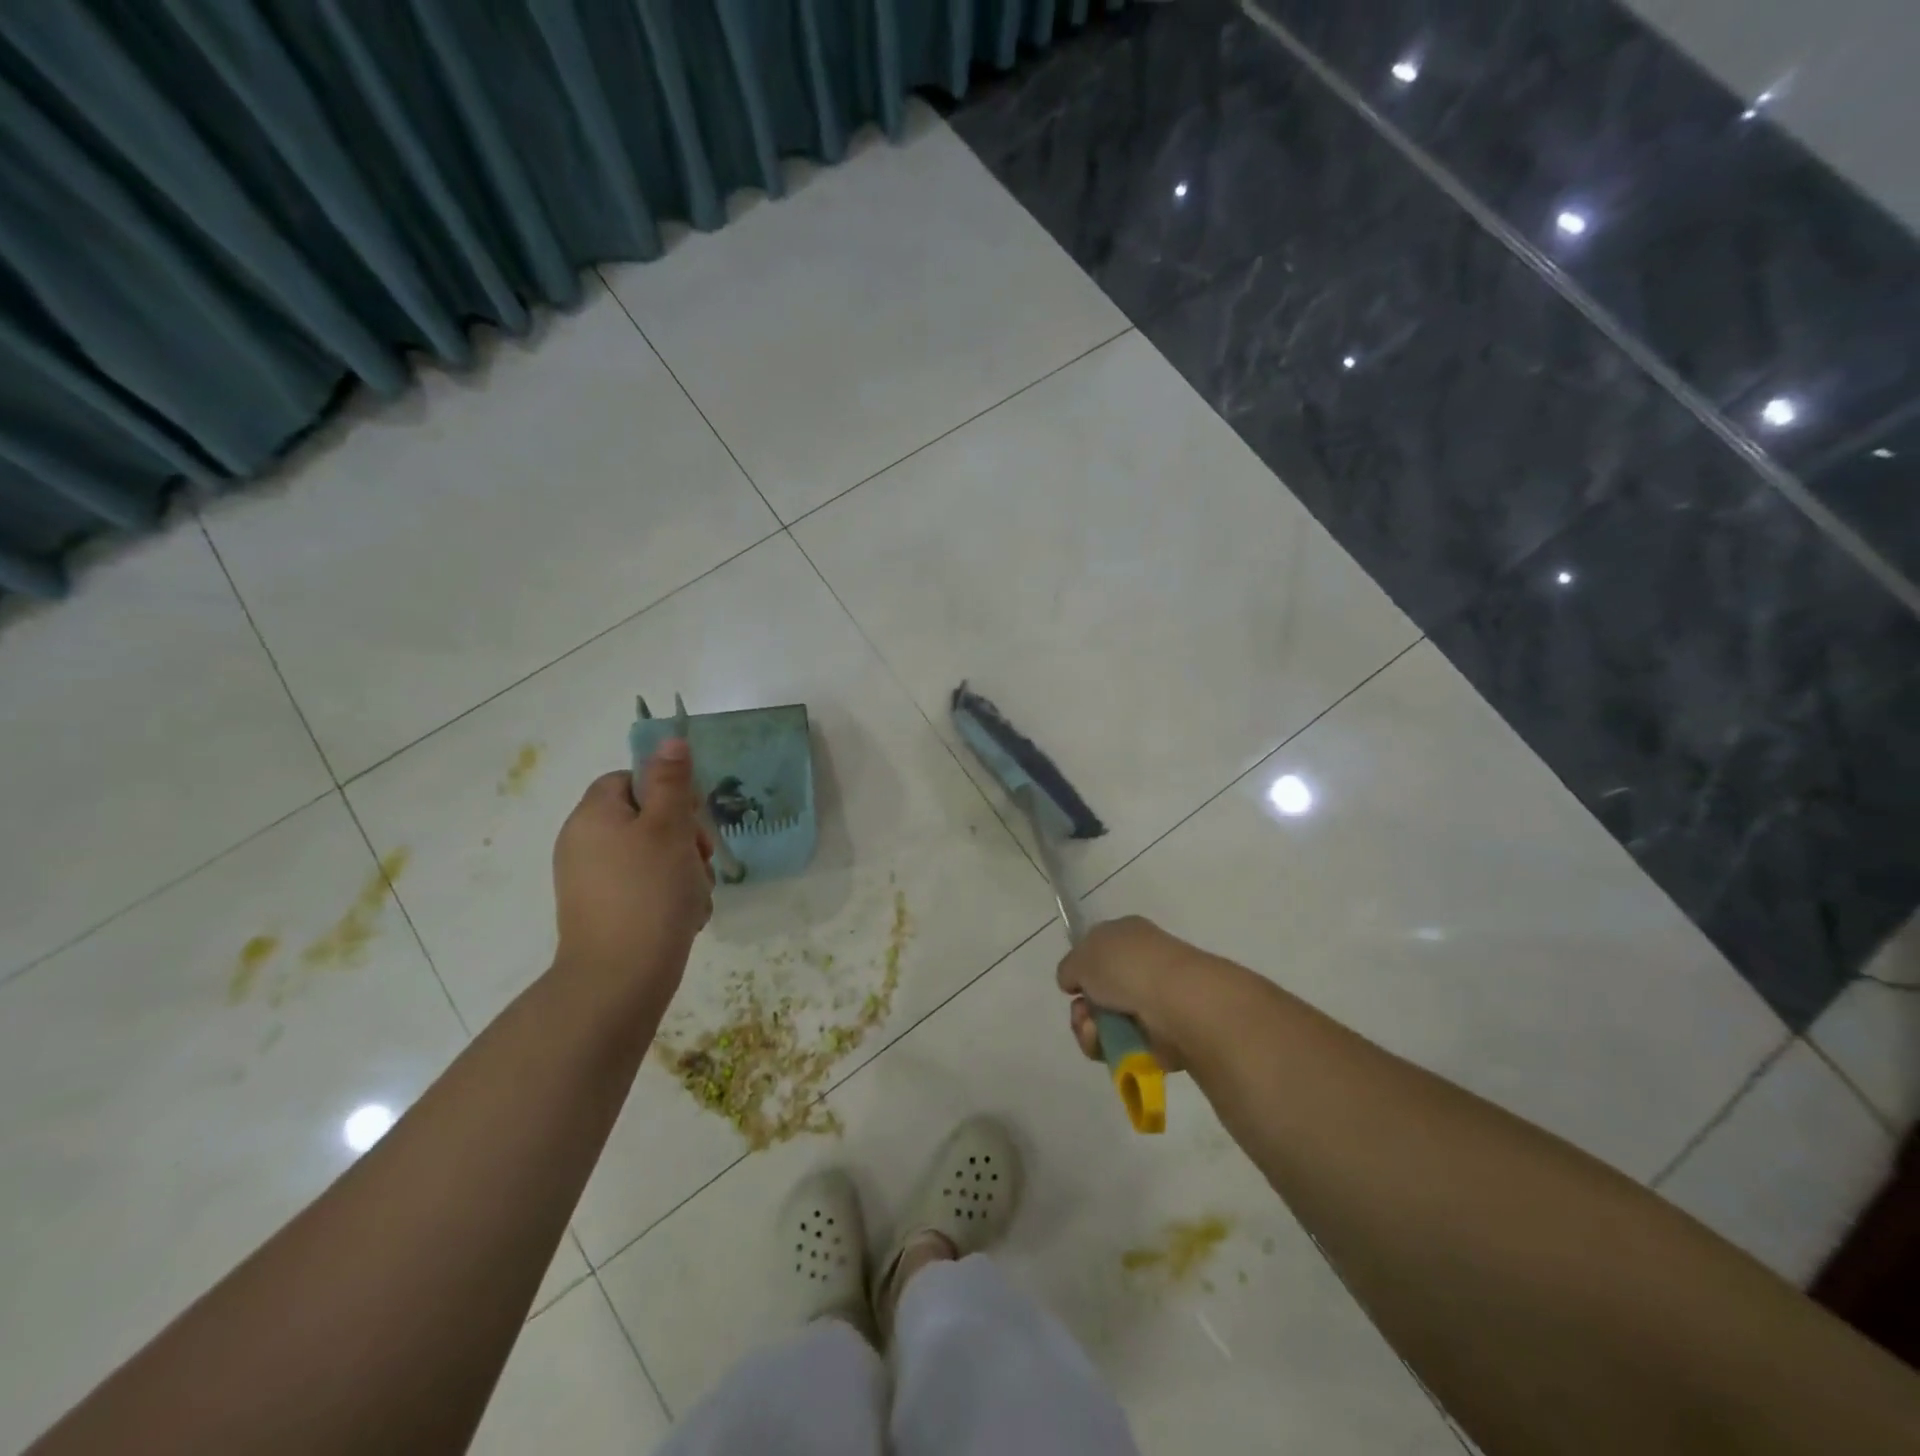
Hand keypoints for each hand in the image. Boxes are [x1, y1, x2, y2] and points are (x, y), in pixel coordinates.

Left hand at [552, 743, 712, 1007]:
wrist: (620, 979)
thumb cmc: (648, 892)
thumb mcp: (668, 828)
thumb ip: (671, 782)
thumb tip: (670, 740)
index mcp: (593, 816)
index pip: (629, 779)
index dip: (666, 791)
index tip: (692, 816)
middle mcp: (583, 843)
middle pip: (644, 818)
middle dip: (682, 836)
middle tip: (702, 858)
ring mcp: (591, 881)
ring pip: (651, 855)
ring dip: (682, 868)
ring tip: (696, 893)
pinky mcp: (603, 911)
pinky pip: (643, 887)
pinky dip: (668, 895)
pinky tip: (685, 914)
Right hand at [1056, 915, 1230, 1072]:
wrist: (1176, 1002)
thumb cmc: (1127, 966)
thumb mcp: (1082, 955)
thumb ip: (1070, 967)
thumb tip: (1073, 981)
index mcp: (1128, 935)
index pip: (1098, 951)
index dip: (1081, 969)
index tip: (1073, 984)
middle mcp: (1142, 965)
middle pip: (1098, 993)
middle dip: (1082, 1008)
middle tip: (1083, 1014)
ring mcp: (1153, 1002)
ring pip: (1106, 1022)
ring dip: (1091, 1031)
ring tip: (1094, 1032)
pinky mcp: (1161, 1037)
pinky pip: (1123, 1046)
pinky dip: (1111, 1048)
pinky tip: (1111, 1046)